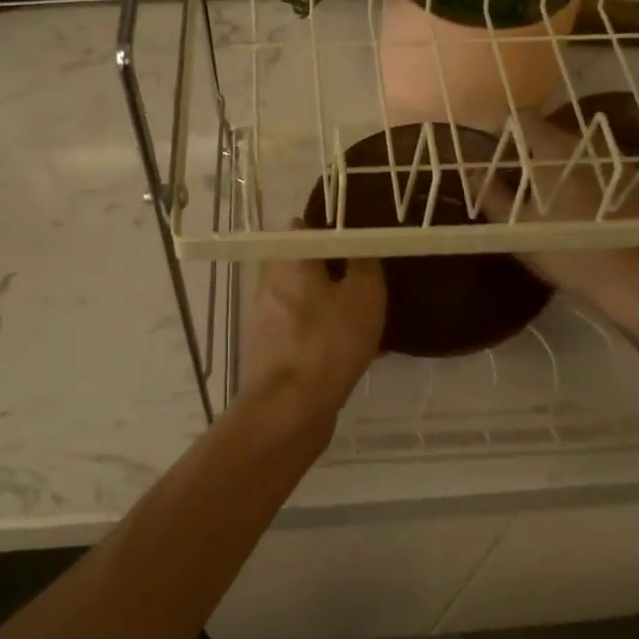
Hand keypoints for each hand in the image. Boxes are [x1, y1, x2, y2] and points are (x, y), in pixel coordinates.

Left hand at [240, 244, 385, 432]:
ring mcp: (267, 320)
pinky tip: (359, 354)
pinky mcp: (271, 352)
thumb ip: (365, 262)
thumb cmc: (329, 341)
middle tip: (372, 284)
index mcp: (287, 260)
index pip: (306, 229)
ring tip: (371, 323)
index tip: (362, 244)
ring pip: (309, 303)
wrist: (290, 409)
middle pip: (307, 268)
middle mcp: (269, 284)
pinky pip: (306, 334)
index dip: (335, 232)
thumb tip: (359, 249)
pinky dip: (328, 337)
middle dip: (338, 274)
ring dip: (335, 309)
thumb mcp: (365, 293)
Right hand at [479, 113, 638, 315]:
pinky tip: (589, 210)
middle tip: (523, 181)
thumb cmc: (566, 249)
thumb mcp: (516, 228)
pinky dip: (592, 180)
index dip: (507, 130)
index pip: (523, 119)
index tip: (497, 150)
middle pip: (552, 134)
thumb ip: (491, 195)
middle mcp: (585, 143)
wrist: (636, 277)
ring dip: (565, 166)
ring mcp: (616, 159)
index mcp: (552, 149)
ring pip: (580, 153)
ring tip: (556, 196)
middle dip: (535, 151)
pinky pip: (604, 170)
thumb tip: (473, 172)